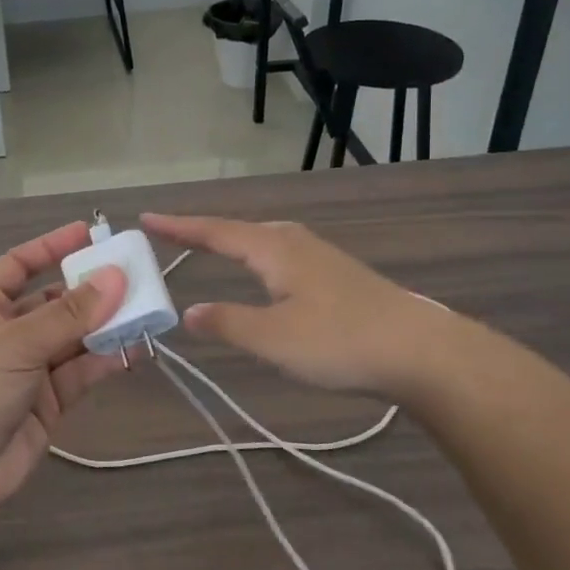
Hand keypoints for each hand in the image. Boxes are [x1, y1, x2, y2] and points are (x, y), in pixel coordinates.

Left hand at [0, 222, 127, 517]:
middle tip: (135, 276)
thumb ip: (67, 315)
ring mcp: (29, 369)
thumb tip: (115, 277)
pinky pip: (81, 372)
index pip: (20, 264)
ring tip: (146, 310)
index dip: (51, 246)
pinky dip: (106, 360)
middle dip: (90, 290)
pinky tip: (135, 348)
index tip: (90, 233)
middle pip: (55, 301)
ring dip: (105, 325)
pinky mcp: (48, 403)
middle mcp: (8, 333)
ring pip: (74, 338)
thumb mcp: (14, 344)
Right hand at [143, 214, 464, 401]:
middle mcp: (295, 243)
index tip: (146, 217)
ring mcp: (321, 257)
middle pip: (240, 229)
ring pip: (265, 240)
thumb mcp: (272, 339)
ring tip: (211, 247)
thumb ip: (226, 323)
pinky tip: (268, 275)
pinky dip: (257, 257)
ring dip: (233, 242)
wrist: (422, 352)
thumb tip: (188, 313)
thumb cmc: (340, 341)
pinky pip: (282, 255)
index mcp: (274, 249)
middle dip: (204, 231)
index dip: (179, 226)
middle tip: (172, 234)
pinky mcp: (339, 276)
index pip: (215, 231)